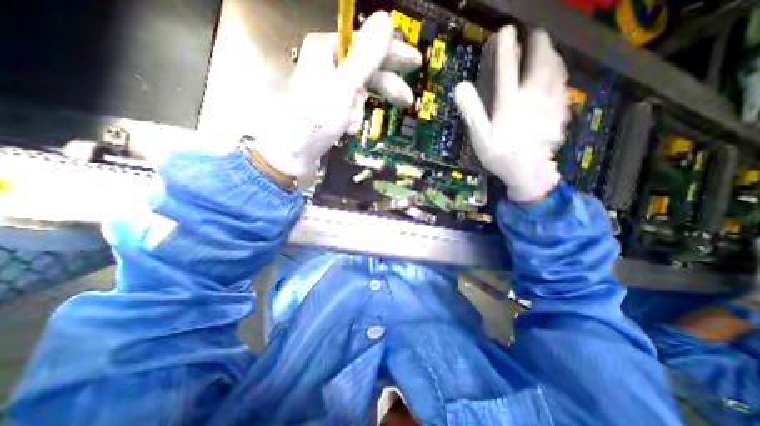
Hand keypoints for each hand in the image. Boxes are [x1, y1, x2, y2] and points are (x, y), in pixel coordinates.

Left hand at [254, 11, 421, 177]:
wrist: (294, 152)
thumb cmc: (316, 120)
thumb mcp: (344, 87)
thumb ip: (365, 56)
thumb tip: (386, 20)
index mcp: (326, 49)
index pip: (368, 44)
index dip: (393, 54)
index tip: (415, 62)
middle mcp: (327, 63)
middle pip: (367, 68)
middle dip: (384, 88)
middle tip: (406, 100)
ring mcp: (328, 85)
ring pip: (360, 91)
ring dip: (360, 109)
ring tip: (352, 124)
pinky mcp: (330, 104)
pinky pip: (352, 104)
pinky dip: (353, 116)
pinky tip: (347, 128)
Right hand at [454, 26, 566, 202]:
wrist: (528, 173)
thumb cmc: (501, 156)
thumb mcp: (480, 137)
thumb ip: (471, 112)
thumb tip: (460, 87)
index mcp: (509, 105)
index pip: (507, 70)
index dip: (506, 49)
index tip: (505, 31)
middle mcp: (532, 98)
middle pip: (540, 63)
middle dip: (538, 44)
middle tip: (535, 34)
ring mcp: (549, 104)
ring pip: (556, 71)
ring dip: (553, 55)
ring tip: (549, 49)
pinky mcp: (560, 112)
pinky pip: (563, 87)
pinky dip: (560, 75)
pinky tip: (558, 75)